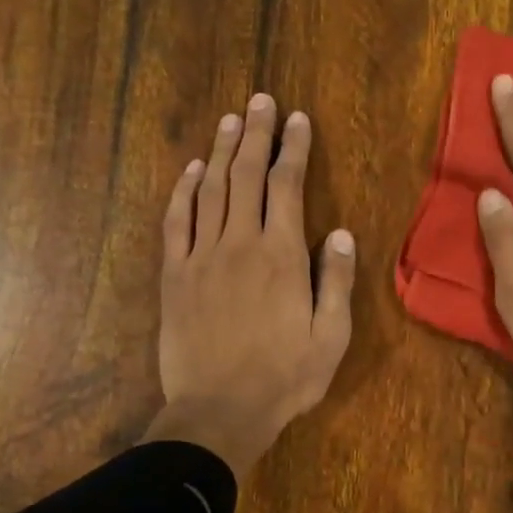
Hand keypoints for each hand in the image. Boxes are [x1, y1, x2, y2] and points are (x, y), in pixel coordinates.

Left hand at [142, 94, 355, 476]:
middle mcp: (239, 244)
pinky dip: (182, 192)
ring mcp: (201, 257)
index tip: (297, 119)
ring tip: (230, 120)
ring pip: (210, 191)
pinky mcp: (174, 276)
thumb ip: (335, 281)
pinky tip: (190, 171)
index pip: (287, 186)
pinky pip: (176, 223)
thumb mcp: (331, 337)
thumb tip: (338, 232)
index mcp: (281, 257)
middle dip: (256, 135)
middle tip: (261, 101)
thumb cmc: (284, 378)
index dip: (293, 149)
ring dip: (220, 152)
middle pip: (246, 176)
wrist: (218, 411)